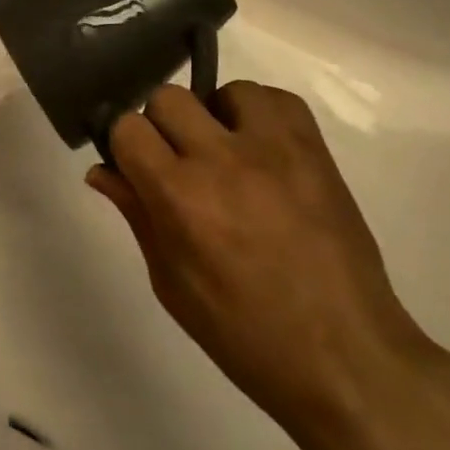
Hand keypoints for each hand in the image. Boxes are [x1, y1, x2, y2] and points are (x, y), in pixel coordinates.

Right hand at [87, 82, 436, 439]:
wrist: (346, 358)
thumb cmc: (245, 334)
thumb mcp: (171, 283)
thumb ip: (136, 215)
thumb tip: (102, 170)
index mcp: (180, 196)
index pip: (127, 126)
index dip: (125, 145)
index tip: (136, 166)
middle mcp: (222, 159)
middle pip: (167, 98)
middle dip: (163, 128)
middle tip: (180, 165)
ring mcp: (273, 148)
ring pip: (221, 90)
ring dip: (213, 118)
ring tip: (227, 156)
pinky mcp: (313, 149)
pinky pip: (275, 99)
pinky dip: (260, 116)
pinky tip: (262, 151)